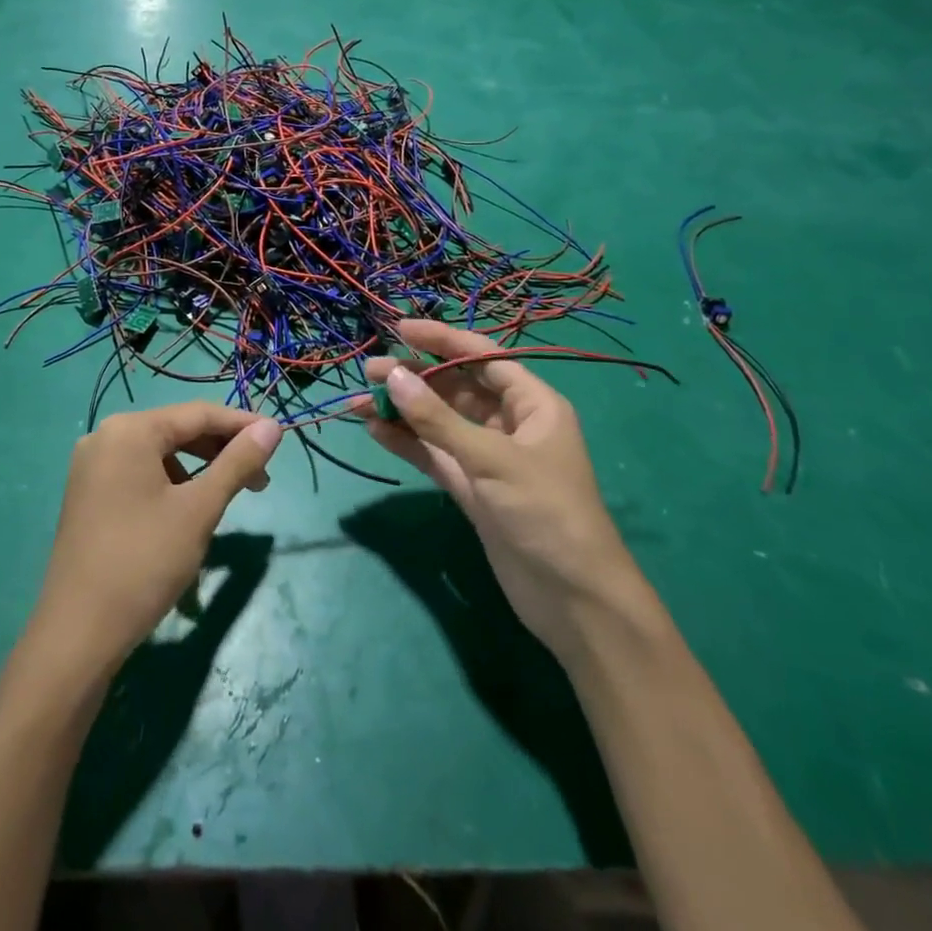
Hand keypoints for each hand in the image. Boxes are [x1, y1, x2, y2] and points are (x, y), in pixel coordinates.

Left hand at [30, 404, 281, 679]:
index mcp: (130, 430)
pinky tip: (187, 513)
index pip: (198, 413)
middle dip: (221, 451)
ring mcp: (91, 467)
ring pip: (159, 455)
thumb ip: (238, 463)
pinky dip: (170, 485)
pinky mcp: (87, 495)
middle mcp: (105, 436)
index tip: (278, 440)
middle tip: (260, 481)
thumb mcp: (199, 509)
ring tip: (226, 499)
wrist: (77, 633)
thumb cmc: (144, 562)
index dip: (242, 425)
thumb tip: (273, 427)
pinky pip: (139, 474)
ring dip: (198, 470)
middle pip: (177, 431)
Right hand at [356, 321, 641, 660]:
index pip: (482, 357)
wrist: (574, 601)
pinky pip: (433, 454)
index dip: (441, 340)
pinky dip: (406, 442)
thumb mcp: (492, 459)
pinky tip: (374, 430)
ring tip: (358, 399)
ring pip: (438, 422)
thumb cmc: (545, 512)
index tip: (399, 329)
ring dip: (402, 410)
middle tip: (368, 370)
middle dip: (413, 376)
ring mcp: (487, 457)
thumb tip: (391, 377)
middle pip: (455, 387)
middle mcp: (509, 424)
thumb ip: (438, 419)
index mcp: (532, 404)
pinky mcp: (471, 488)